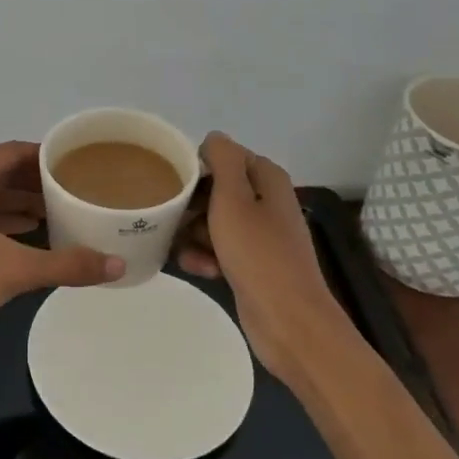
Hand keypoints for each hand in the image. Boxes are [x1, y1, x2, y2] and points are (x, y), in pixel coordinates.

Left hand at [0, 141, 123, 351]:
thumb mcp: (14, 269)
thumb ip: (66, 264)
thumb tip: (118, 265)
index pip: (13, 151)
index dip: (46, 156)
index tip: (77, 163)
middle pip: (1, 171)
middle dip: (36, 180)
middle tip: (75, 186)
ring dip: (21, 200)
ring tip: (60, 209)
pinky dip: (3, 217)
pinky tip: (30, 230)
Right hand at [174, 132, 354, 383]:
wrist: (288, 321)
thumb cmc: (258, 254)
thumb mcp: (234, 199)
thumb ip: (223, 160)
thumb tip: (213, 138)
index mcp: (267, 179)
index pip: (224, 156)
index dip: (198, 167)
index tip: (173, 183)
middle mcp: (267, 202)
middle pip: (215, 190)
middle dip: (191, 205)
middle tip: (170, 218)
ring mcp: (260, 235)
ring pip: (213, 222)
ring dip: (194, 234)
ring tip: (184, 250)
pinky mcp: (253, 264)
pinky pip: (219, 249)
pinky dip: (206, 256)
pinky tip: (200, 269)